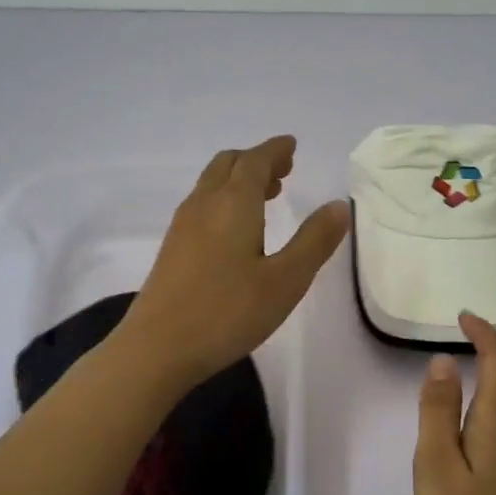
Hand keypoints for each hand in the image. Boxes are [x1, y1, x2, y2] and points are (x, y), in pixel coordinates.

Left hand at [117, 136, 348, 387]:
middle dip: (257, 160)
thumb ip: (314, 241)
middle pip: (229, 164)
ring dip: (239, 179)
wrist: (157, 348)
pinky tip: (236, 229)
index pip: (255, 160)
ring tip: (267, 194)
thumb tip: (338, 205)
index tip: (291, 146)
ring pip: (212, 184)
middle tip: (284, 170)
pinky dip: (225, 199)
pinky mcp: (172, 248)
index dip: (275, 150)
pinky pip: (202, 204)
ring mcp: (183, 226)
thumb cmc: (227, 312)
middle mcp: (204, 204)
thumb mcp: (285, 280)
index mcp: (234, 204)